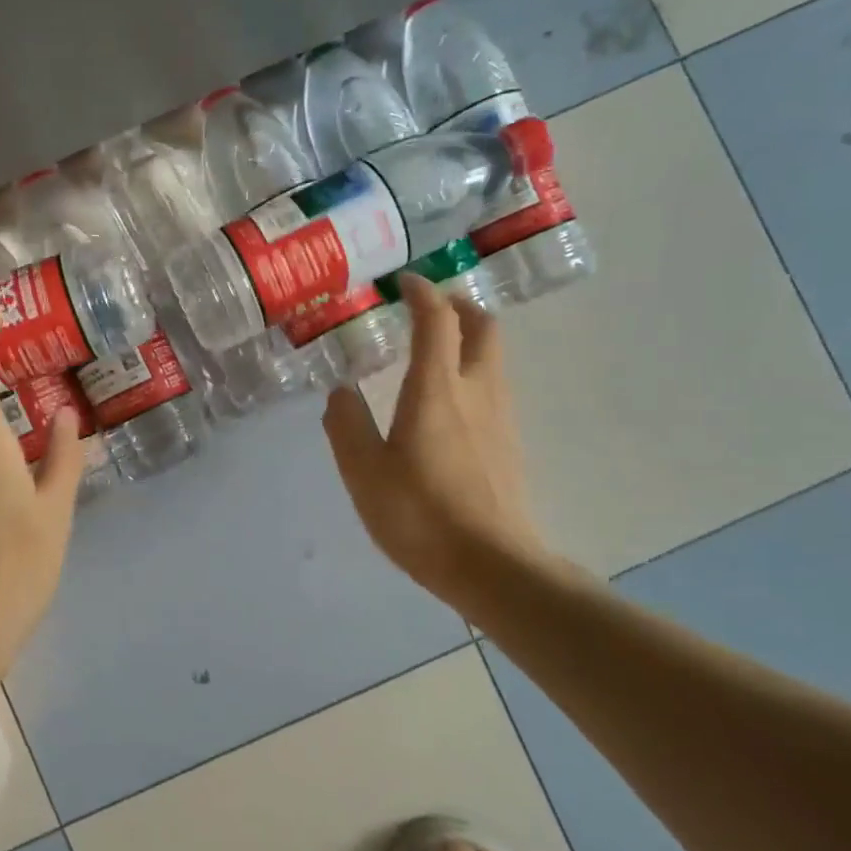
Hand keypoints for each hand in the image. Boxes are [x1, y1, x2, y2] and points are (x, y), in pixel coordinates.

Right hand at [322, 274, 551, 601]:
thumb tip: (341, 391)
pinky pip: (493, 385)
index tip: (402, 283)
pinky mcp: (509, 442)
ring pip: (492, 355)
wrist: (493, 567)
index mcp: (436, 389)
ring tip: (431, 351)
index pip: (437, 319)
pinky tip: (447, 402)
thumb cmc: (421, 516)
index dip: (421, 292)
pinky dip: (472, 370)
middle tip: (426, 309)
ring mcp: (501, 416)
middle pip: (482, 325)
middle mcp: (476, 390)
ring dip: (467, 337)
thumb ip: (346, 424)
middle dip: (456, 305)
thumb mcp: (364, 472)